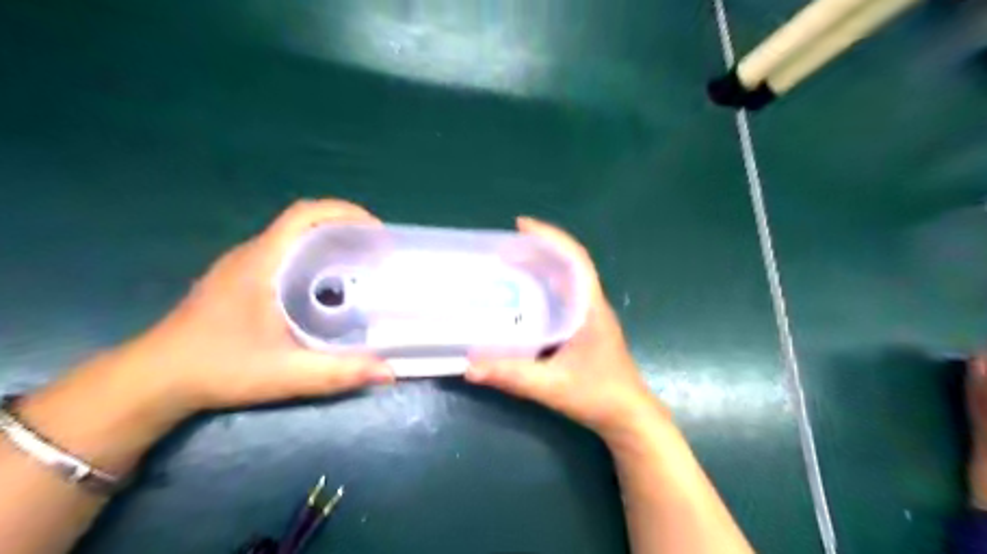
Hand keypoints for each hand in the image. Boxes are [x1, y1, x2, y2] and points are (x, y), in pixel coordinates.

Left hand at [14, 200, 394, 472]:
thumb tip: (390, 372)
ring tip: (358, 264)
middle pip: (303, 221)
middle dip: (344, 227)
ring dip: (327, 241)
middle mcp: (252, 254)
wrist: (154, 380)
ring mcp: (241, 265)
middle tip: (375, 252)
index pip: (305, 215)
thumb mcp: (286, 374)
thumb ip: (339, 373)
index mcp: (263, 262)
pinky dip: (311, 255)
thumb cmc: (219, 369)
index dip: (345, 213)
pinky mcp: (237, 279)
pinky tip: (324, 285)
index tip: (376, 231)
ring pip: (291, 237)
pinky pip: (281, 252)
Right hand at [463, 216, 661, 440]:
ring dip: (540, 268)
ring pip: (564, 281)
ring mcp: (588, 317)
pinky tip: (521, 299)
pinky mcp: (582, 330)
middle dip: (538, 250)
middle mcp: (590, 306)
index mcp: (589, 308)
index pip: (575, 260)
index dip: (551, 238)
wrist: (628, 417)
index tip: (522, 226)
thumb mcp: (553, 386)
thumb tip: (469, 365)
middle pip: (567, 265)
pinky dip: (541, 289)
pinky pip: (561, 298)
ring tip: (509, 265)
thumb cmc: (598, 396)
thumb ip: (512, 375)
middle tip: (504, 248)